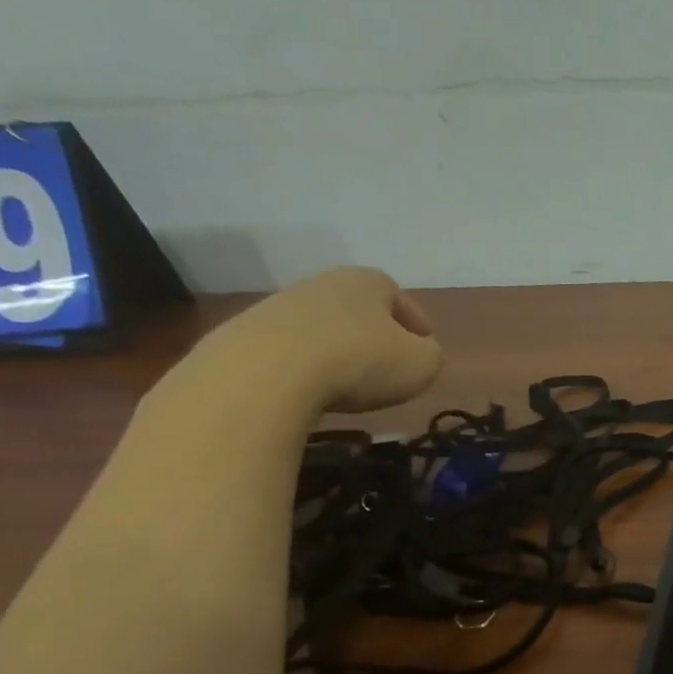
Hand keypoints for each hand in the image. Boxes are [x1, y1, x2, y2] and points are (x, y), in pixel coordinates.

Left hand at [203, 266, 442, 414]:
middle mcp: (321, 284)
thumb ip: (431, 355)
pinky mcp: (242, 335)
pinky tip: (308, 392)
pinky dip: (302, 369)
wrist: (263, 376)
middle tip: (387, 367)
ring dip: (336, 352)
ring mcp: (276, 307)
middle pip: (358, 311)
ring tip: (346, 385)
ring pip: (321, 329)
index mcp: (367, 281)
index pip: (401, 298)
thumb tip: (419, 354)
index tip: (423, 350)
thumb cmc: (359, 361)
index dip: (416, 326)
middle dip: (374, 336)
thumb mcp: (422, 364)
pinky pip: (287, 352)